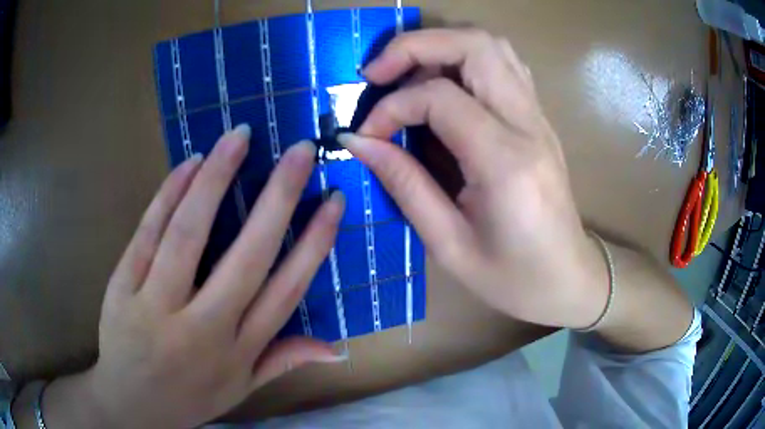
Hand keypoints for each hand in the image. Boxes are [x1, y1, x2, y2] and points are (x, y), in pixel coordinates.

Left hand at [41, 126, 346, 427]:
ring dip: (216, 178)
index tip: (334, 200)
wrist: (131, 407)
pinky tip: (189, 164)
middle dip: (278, 197)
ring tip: (239, 137)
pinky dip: (168, 194)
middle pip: (246, 256)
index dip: (314, 243)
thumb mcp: (241, 389)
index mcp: (237, 350)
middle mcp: (203, 328)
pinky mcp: (123, 288)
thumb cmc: (189, 398)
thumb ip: (283, 361)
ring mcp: (156, 305)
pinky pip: (146, 235)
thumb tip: (335, 348)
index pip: (286, 290)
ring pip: (188, 234)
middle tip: (299, 150)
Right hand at [340, 29, 607, 329]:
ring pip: (491, 46)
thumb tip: (358, 141)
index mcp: (506, 162)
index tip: (366, 134)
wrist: (569, 280)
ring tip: (405, 75)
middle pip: (474, 44)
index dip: (391, 106)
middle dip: (415, 46)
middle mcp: (528, 124)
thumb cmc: (513, 279)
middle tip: (377, 73)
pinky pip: (504, 65)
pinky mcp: (539, 119)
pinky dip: (465, 59)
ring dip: (441, 46)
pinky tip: (443, 85)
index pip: (439, 97)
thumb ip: (403, 183)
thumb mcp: (449, 245)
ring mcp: (539, 117)